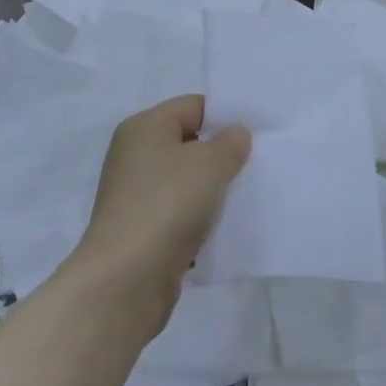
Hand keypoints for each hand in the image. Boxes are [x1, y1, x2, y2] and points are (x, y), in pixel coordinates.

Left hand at [72, 96, 250, 322]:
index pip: (193, 106)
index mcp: (144, 127)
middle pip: (189, 143)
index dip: (226, 115)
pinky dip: (201, 218)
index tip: (258, 132)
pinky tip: (226, 226)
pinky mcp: (142, 230)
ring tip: (247, 195)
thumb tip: (235, 135)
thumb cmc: (168, 205)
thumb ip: (230, 142)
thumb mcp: (210, 163)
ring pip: (186, 181)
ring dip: (213, 189)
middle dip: (222, 153)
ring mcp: (136, 195)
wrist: (127, 279)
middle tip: (258, 163)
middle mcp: (135, 156)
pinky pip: (180, 213)